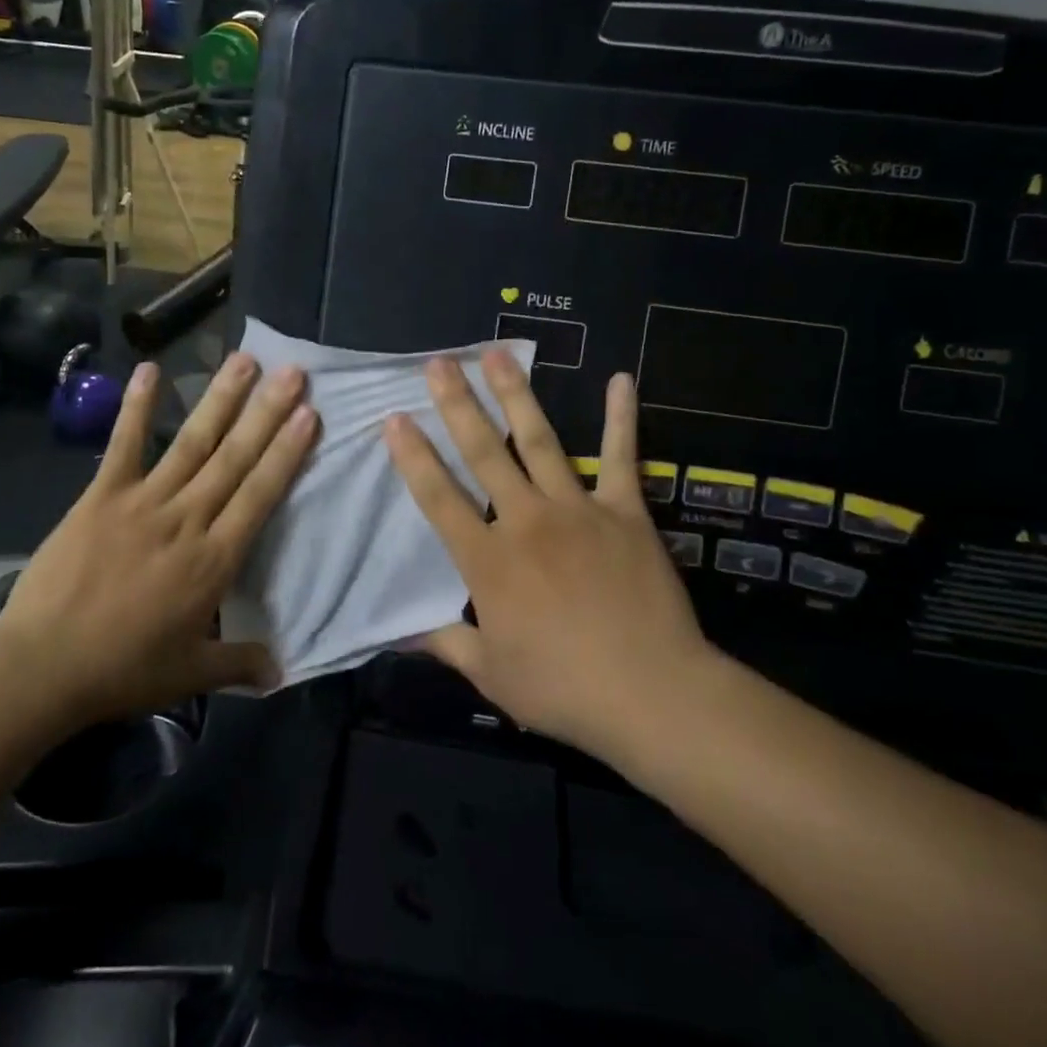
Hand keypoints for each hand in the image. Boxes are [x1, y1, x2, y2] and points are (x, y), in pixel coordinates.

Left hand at [0, 353, 318, 727]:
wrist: (41, 667)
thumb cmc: (122, 671)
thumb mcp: (190, 674)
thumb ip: (239, 663)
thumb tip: (282, 672)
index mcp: (214, 560)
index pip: (260, 495)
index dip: (286, 453)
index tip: (309, 414)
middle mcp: (186, 520)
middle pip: (234, 458)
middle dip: (267, 412)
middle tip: (292, 371)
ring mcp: (142, 502)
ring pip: (191, 442)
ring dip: (220, 399)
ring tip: (244, 360)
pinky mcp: (101, 496)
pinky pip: (123, 445)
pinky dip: (136, 407)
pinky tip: (148, 369)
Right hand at [384, 352, 714, 761]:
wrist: (652, 694)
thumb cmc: (564, 689)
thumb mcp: (492, 676)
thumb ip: (446, 645)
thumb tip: (401, 634)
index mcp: (489, 561)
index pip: (439, 498)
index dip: (413, 457)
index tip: (395, 418)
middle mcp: (526, 521)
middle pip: (483, 452)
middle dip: (456, 404)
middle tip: (438, 362)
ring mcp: (578, 510)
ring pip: (538, 440)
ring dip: (515, 394)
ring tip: (497, 353)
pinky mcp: (624, 511)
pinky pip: (621, 457)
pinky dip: (621, 418)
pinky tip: (620, 379)